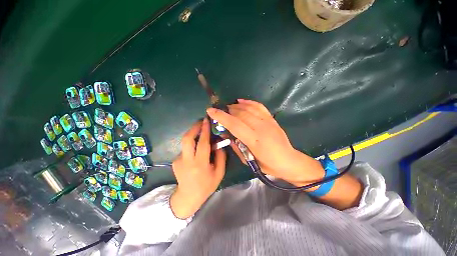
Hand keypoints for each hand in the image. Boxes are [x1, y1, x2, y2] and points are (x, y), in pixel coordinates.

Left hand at [170, 118, 226, 218]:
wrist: (188, 197)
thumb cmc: (206, 186)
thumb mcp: (219, 173)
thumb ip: (221, 157)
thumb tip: (219, 143)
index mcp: (200, 165)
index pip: (202, 143)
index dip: (204, 130)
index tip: (206, 120)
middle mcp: (187, 161)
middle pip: (187, 139)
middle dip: (194, 127)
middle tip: (201, 122)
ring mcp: (178, 160)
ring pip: (185, 142)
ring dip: (193, 135)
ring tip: (201, 133)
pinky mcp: (175, 161)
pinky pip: (185, 148)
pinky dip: (192, 145)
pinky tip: (196, 150)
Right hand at [206, 99, 323, 187]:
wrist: (288, 160)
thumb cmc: (267, 165)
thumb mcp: (248, 160)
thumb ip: (235, 145)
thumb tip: (225, 133)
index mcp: (254, 140)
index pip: (234, 124)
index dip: (221, 116)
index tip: (211, 111)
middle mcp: (261, 127)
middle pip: (240, 114)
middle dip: (227, 110)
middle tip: (219, 110)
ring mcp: (268, 121)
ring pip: (249, 108)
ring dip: (236, 106)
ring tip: (228, 107)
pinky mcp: (272, 119)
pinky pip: (259, 106)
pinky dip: (249, 102)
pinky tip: (241, 101)